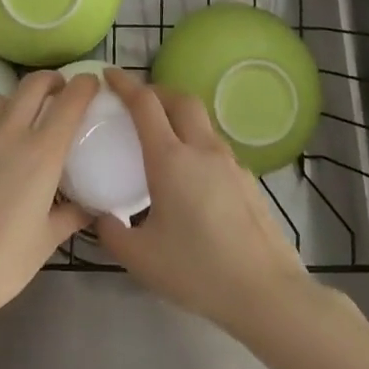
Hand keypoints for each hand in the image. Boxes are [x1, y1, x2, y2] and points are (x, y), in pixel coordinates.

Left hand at [0, 69, 94, 329]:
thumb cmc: (2, 262)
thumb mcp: (46, 240)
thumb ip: (70, 215)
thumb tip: (87, 207)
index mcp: (41, 152)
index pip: (69, 101)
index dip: (84, 85)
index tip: (90, 83)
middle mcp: (8, 132)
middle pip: (32, 84)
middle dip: (50, 81)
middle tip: (57, 92)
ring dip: (15, 104)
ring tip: (18, 125)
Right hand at [94, 67, 313, 335]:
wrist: (267, 293)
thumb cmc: (198, 271)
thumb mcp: (141, 259)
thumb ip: (112, 233)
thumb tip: (101, 218)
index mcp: (171, 159)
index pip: (145, 103)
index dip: (125, 84)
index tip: (108, 75)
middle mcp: (202, 149)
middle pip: (180, 98)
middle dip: (156, 91)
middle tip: (136, 102)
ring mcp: (230, 163)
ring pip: (202, 121)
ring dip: (179, 116)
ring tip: (162, 137)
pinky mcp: (248, 181)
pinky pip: (216, 147)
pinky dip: (196, 143)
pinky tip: (191, 176)